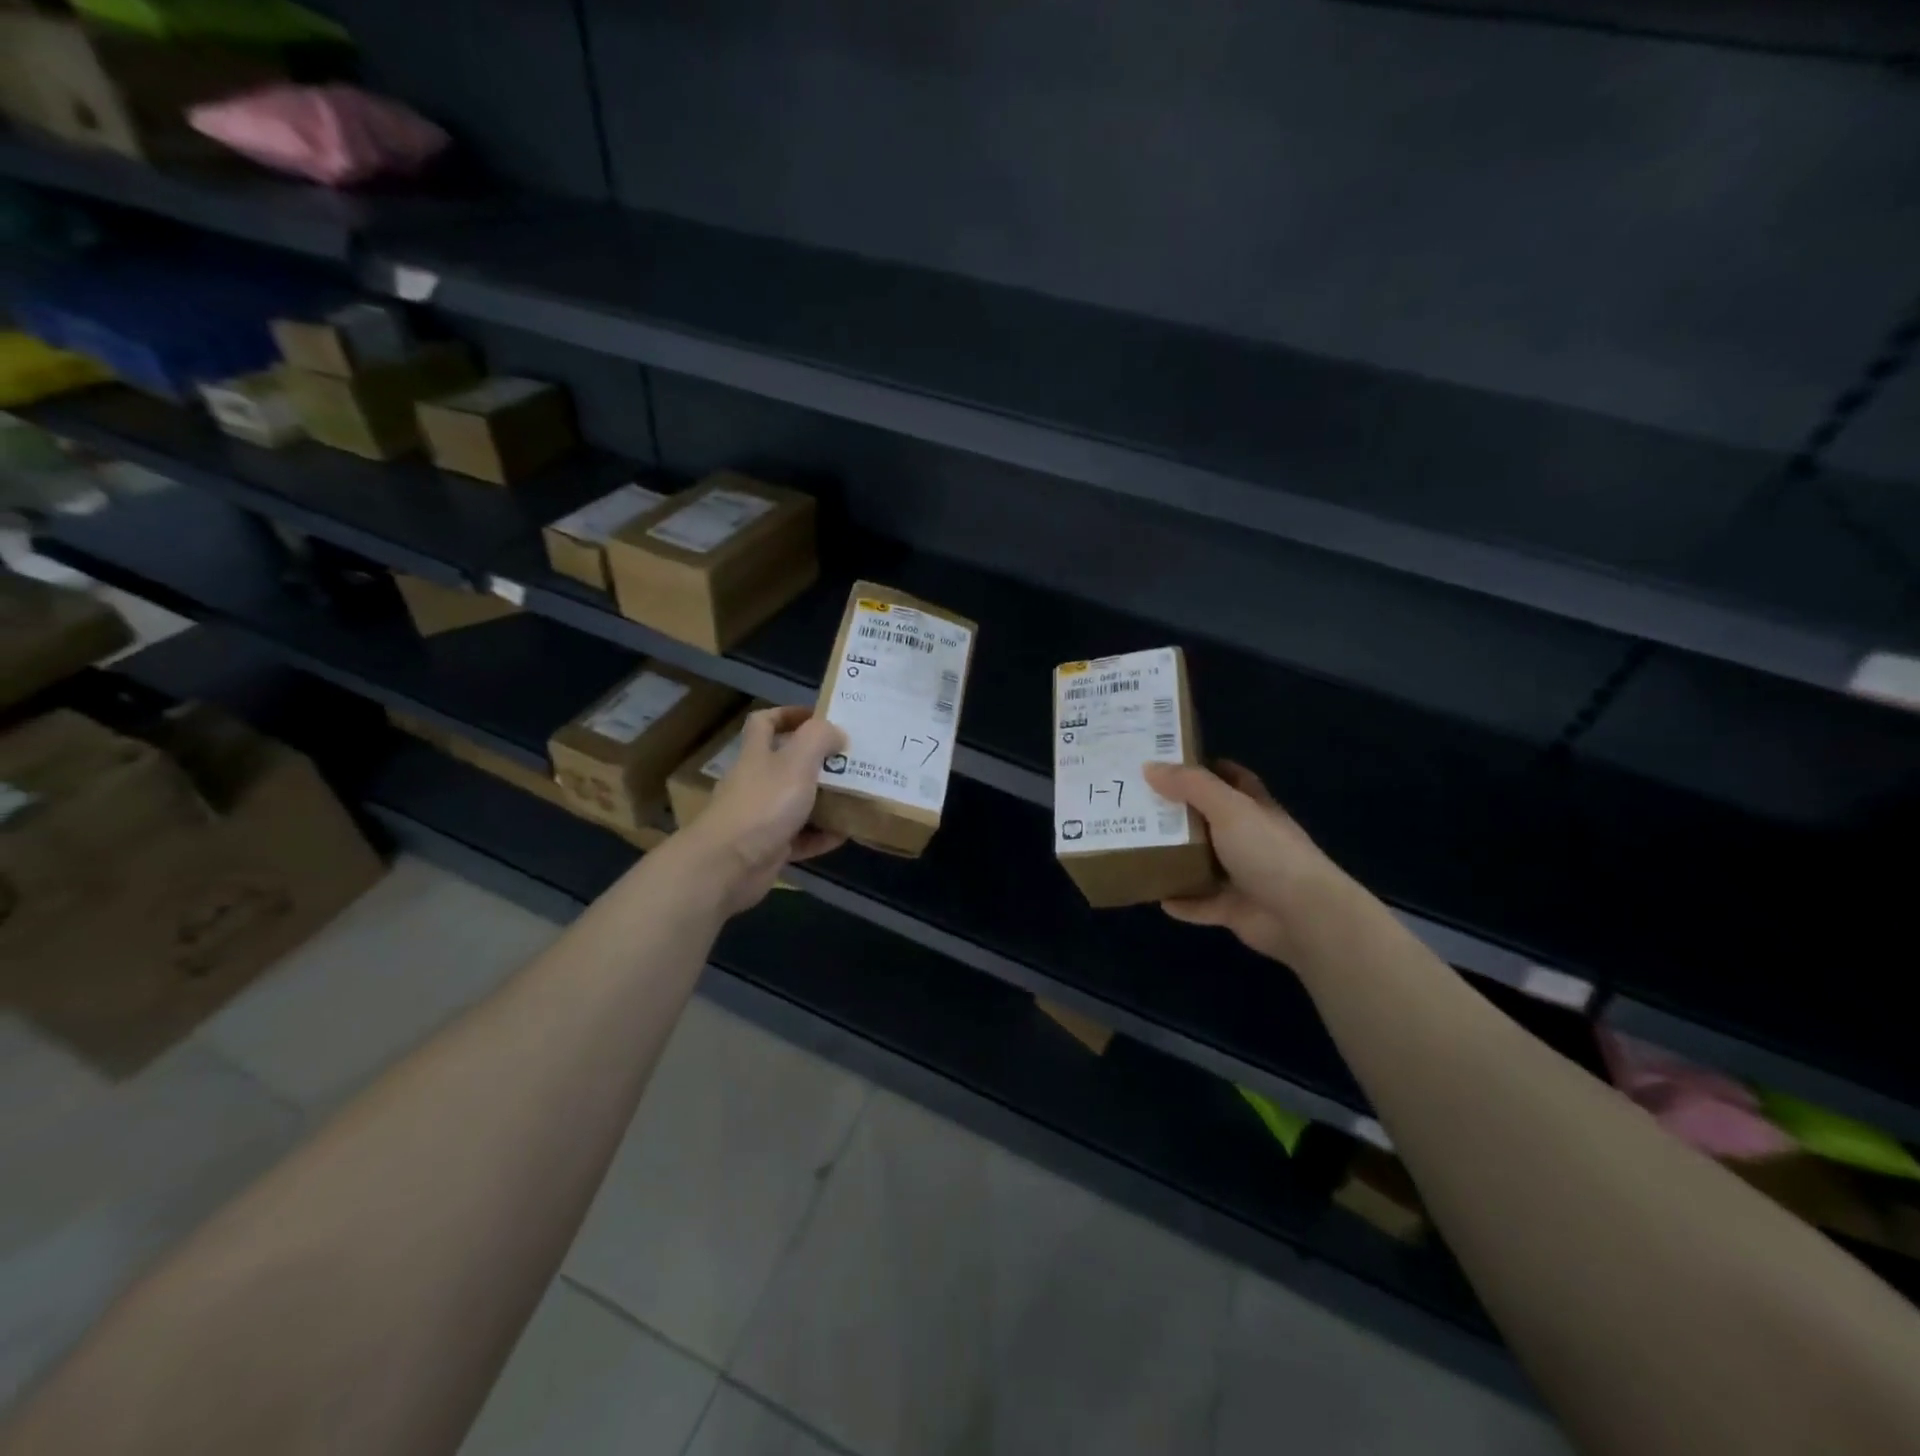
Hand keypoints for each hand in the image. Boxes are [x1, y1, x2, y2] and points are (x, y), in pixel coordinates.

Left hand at [678, 706, 846, 915]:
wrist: (728, 866)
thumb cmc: (763, 805)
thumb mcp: (797, 761)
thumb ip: (819, 738)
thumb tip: (837, 732)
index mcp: (757, 755)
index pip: (764, 722)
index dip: (788, 714)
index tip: (818, 717)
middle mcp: (756, 782)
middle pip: (786, 763)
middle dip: (818, 761)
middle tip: (850, 760)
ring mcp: (761, 817)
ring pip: (796, 802)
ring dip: (824, 800)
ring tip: (856, 796)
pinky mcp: (769, 848)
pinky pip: (801, 837)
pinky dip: (821, 836)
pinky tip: (845, 833)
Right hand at [1141, 760, 1355, 967]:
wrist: (1303, 915)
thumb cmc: (1267, 851)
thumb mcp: (1228, 808)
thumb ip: (1191, 786)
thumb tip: (1149, 766)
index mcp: (1254, 808)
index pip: (1232, 779)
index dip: (1205, 768)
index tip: (1168, 764)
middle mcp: (1249, 839)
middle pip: (1209, 820)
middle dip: (1177, 813)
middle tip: (1138, 804)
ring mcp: (1242, 876)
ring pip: (1202, 863)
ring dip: (1175, 858)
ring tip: (1137, 848)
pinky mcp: (1234, 908)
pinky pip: (1201, 903)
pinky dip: (1181, 902)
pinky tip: (1156, 897)